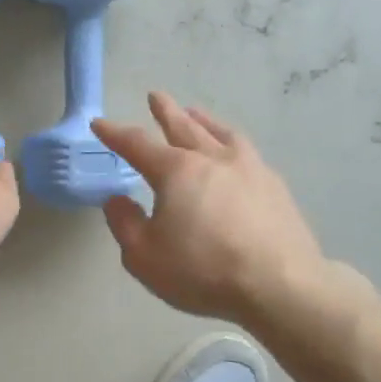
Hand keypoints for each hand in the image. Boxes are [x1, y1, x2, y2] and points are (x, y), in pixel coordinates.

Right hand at [94, 93, 364, 335]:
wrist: (279, 285)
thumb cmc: (203, 270)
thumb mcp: (144, 256)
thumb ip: (125, 224)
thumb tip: (117, 200)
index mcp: (177, 172)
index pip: (138, 145)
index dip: (115, 134)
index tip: (100, 124)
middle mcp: (213, 159)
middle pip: (184, 127)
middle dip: (166, 112)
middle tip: (156, 96)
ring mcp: (249, 169)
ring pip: (220, 133)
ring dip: (203, 120)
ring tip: (195, 113)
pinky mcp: (275, 186)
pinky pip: (246, 151)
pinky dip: (230, 142)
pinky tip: (234, 152)